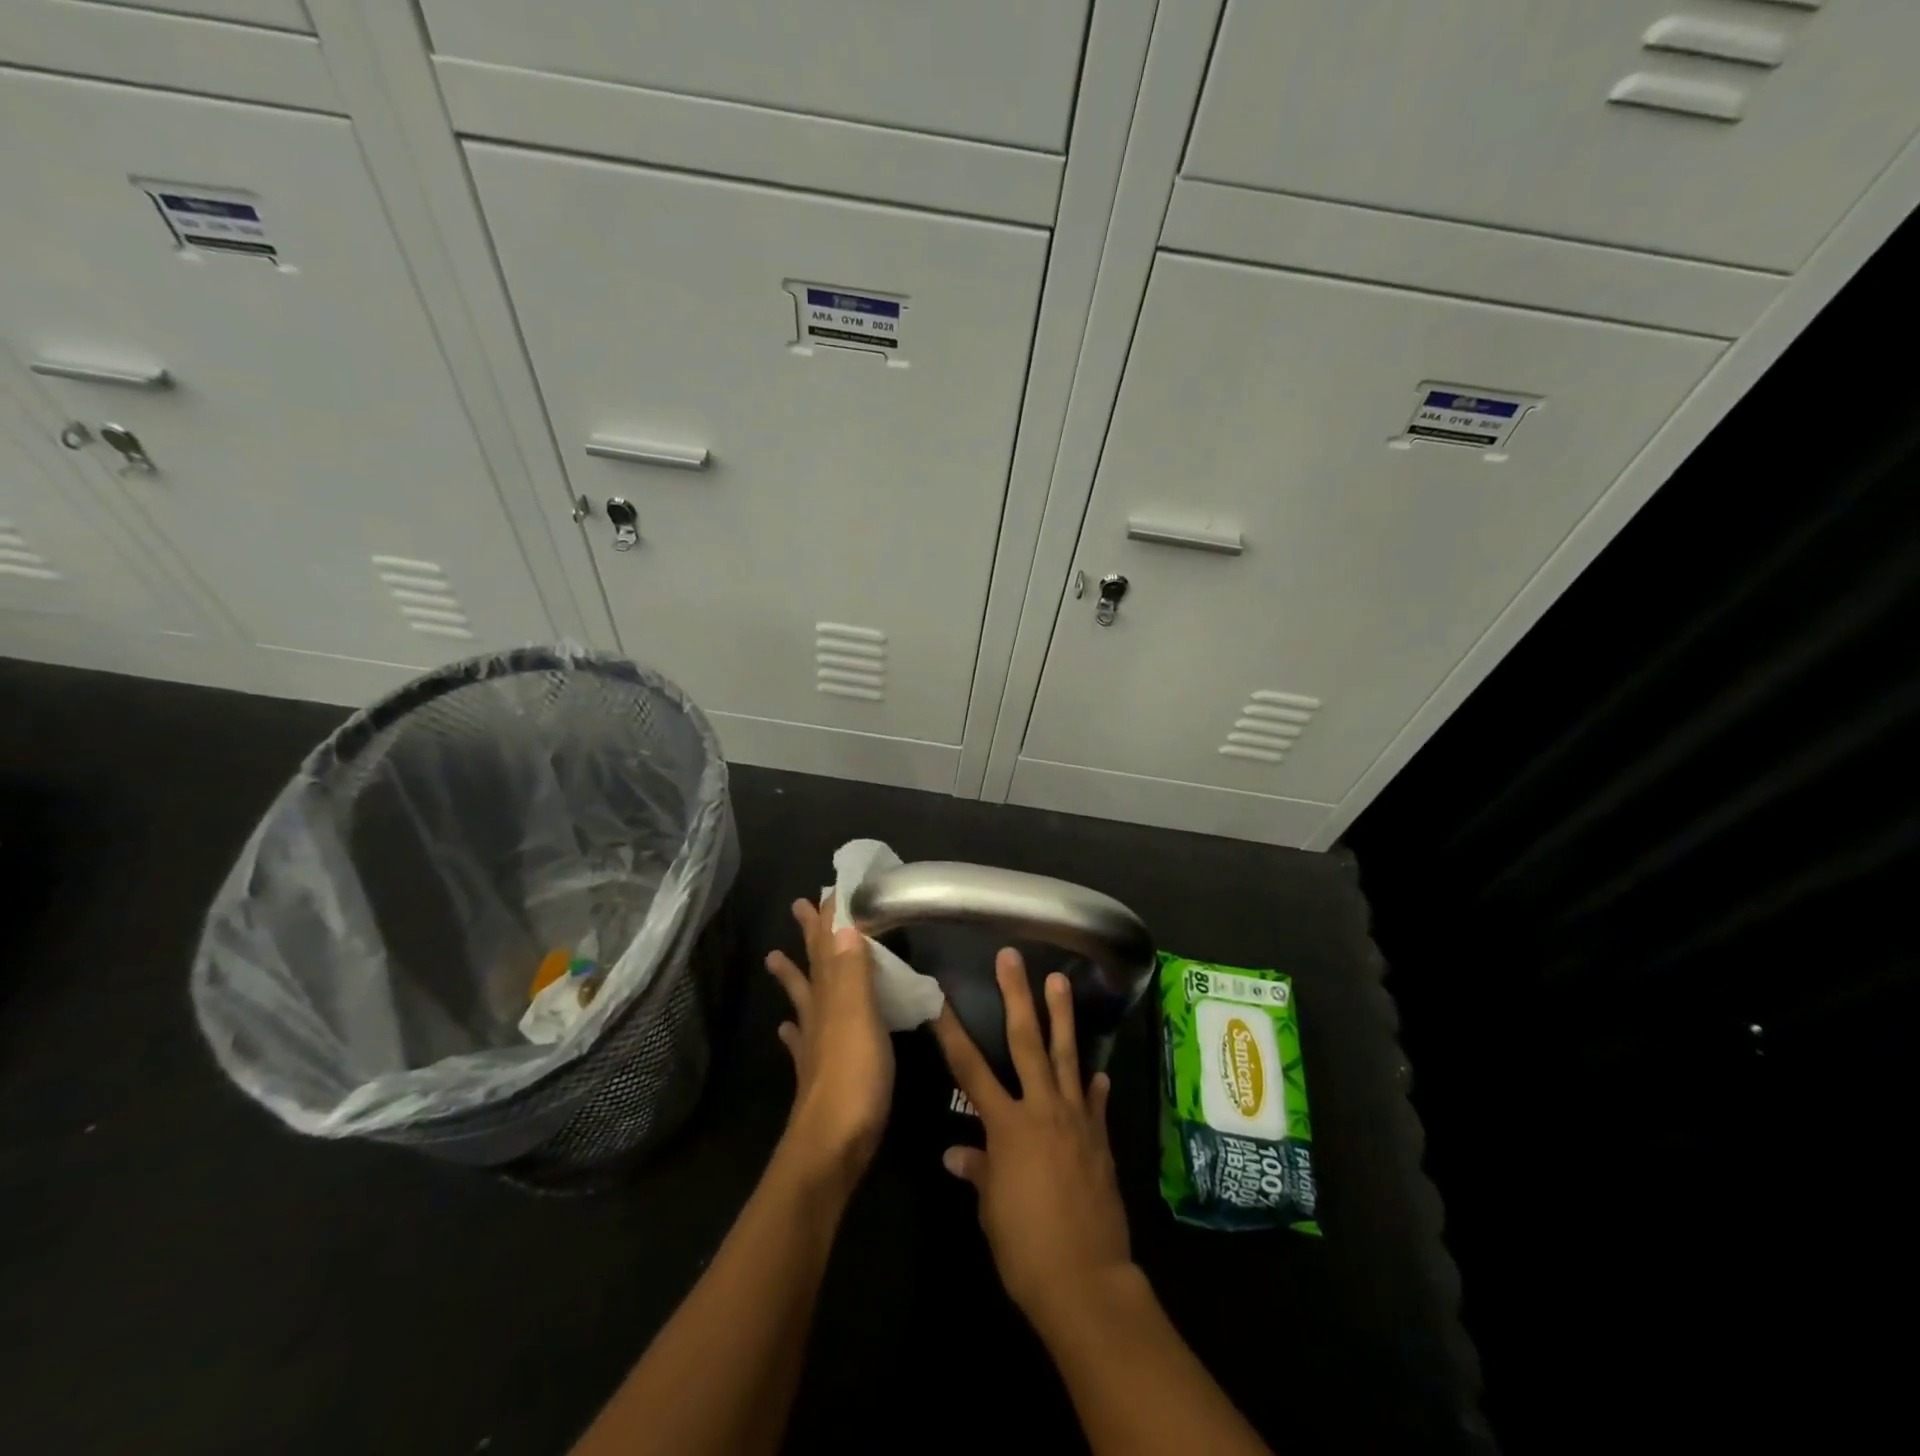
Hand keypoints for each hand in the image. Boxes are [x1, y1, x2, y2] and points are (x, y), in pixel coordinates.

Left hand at [765, 896, 893, 1191]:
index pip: (828, 948)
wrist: (831, 1149)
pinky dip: (795, 1030)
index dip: (828, 919)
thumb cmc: (853, 1079)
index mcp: (831, 998)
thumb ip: (852, 972)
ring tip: (775, 957)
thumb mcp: (858, 1018)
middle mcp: (819, 1016)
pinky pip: (803, 1043)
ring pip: (804, 1000)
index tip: (827, 890)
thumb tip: (842, 924)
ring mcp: (816, 1047)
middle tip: (799, 906)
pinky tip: (788, 1029)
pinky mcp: (820, 1075)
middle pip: (813, 967)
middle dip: (809, 936)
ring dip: (794, 976)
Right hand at [932, 950, 1132, 1333]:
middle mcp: (1041, 1110)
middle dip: (1017, 996)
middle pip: (1026, 1041)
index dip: (952, 1032)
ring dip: (1062, 1016)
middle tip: (1012, 957)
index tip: (941, 999)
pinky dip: (1093, 1085)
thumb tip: (957, 1153)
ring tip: (1059, 980)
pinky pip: (1095, 1102)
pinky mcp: (1100, 1139)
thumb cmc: (1025, 1248)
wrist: (1087, 1281)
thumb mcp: (991, 1210)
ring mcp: (1075, 1120)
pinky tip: (1098, 1072)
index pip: (970, 1069)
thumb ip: (978, 1172)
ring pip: (1067, 1056)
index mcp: (1006, 1125)